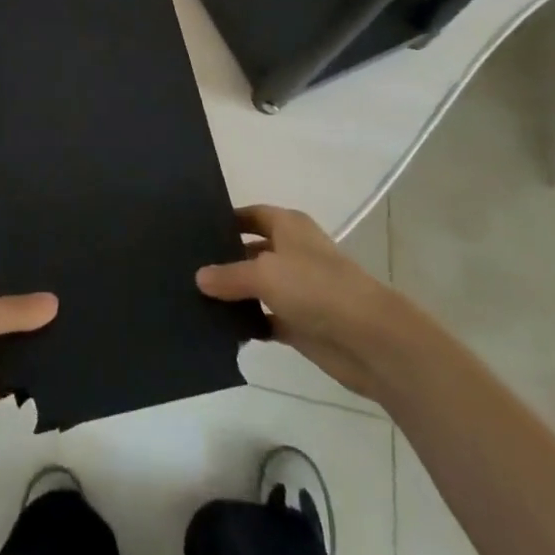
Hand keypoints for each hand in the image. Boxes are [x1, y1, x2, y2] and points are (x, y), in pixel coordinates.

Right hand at [197, 204, 403, 402]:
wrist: (369, 338)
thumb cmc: (316, 287)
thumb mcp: (265, 273)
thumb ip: (230, 275)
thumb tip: (199, 277)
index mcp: (288, 226)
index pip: (250, 215)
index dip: (226, 220)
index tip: (193, 229)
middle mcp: (292, 252)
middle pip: (251, 250)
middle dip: (224, 259)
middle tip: (186, 267)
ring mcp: (298, 290)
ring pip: (258, 287)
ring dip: (234, 294)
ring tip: (194, 298)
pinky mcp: (301, 324)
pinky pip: (266, 319)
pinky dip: (249, 323)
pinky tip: (221, 328)